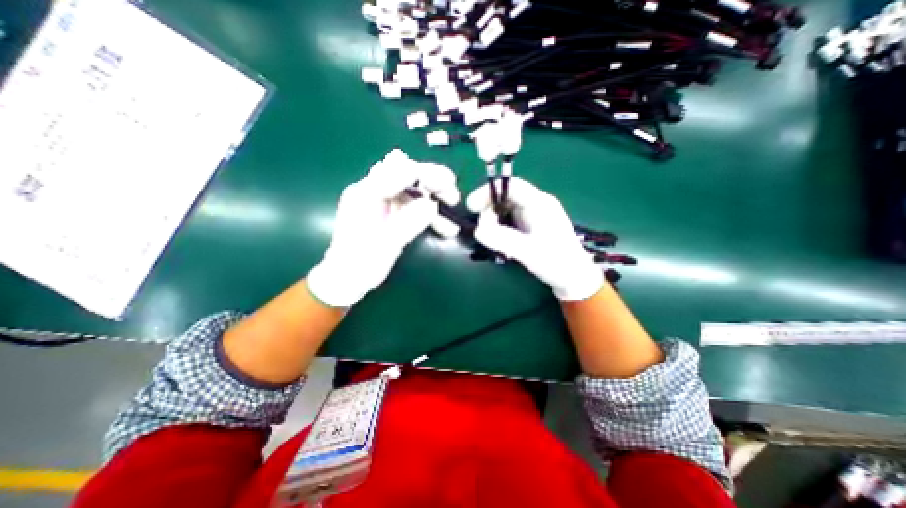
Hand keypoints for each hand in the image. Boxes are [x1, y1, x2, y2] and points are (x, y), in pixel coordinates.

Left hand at [307, 147, 460, 305]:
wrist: (347, 279)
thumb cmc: (362, 263)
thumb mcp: (387, 243)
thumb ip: (409, 221)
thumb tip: (432, 205)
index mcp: (366, 193)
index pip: (399, 169)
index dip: (427, 174)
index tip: (449, 185)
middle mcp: (373, 190)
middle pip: (408, 175)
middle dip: (434, 184)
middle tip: (454, 199)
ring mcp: (381, 201)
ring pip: (414, 192)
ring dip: (435, 203)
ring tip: (452, 223)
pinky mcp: (389, 212)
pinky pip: (413, 206)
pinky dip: (429, 215)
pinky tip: (443, 228)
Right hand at [468, 176, 599, 298]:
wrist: (574, 278)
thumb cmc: (557, 263)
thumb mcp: (528, 251)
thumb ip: (503, 239)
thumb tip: (477, 230)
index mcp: (540, 204)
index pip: (511, 185)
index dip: (488, 191)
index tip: (472, 207)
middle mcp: (536, 205)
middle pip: (506, 196)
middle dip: (489, 209)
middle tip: (481, 229)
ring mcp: (533, 216)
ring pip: (505, 209)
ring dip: (493, 221)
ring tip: (490, 239)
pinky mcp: (530, 227)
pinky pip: (509, 221)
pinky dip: (499, 228)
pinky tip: (498, 242)